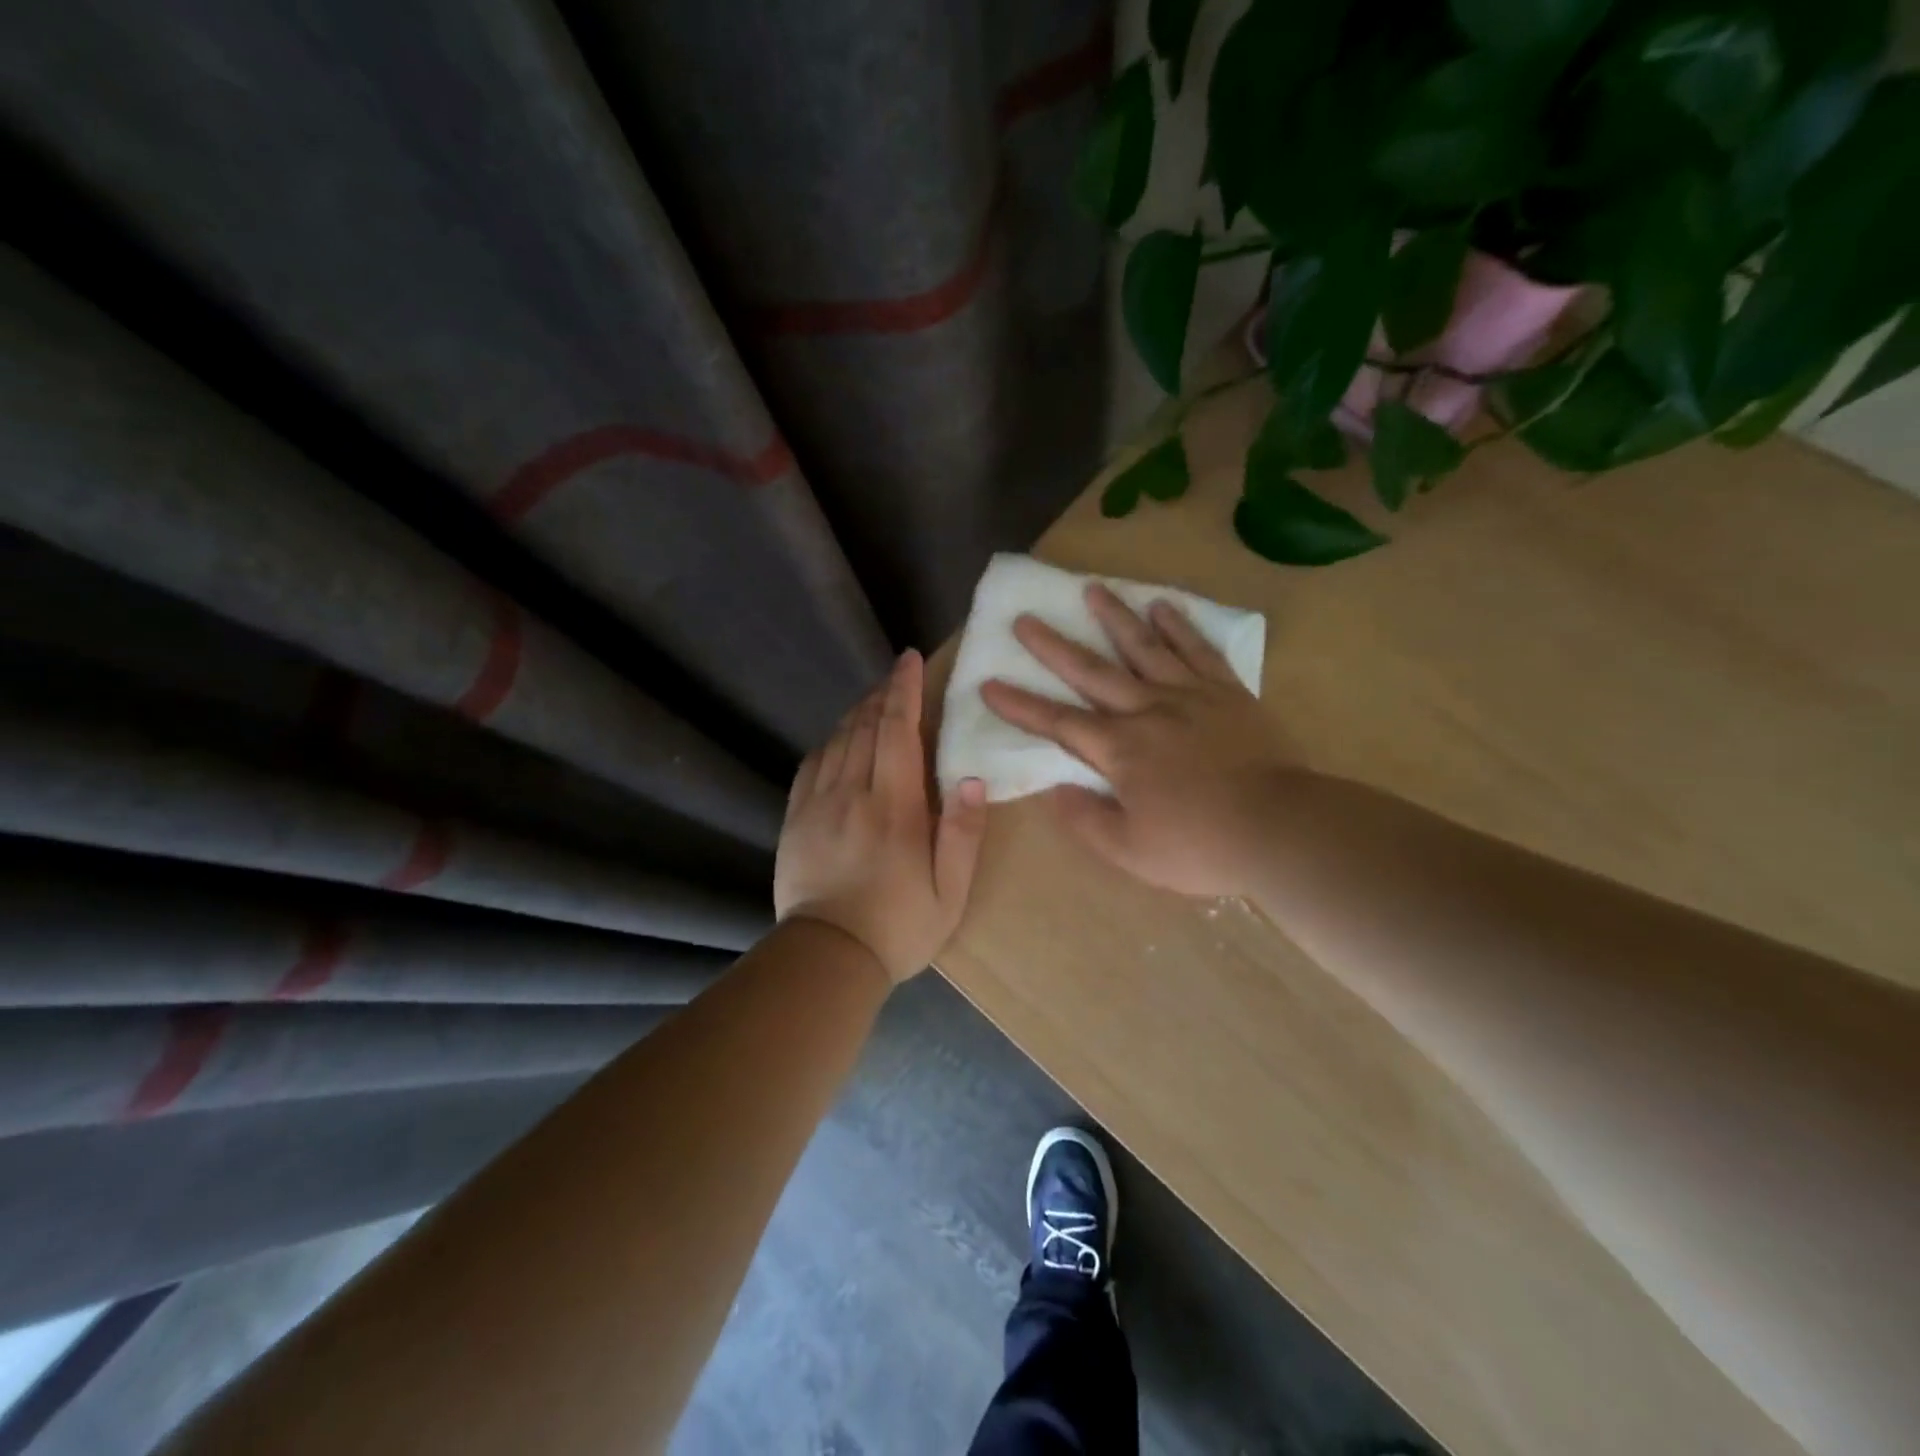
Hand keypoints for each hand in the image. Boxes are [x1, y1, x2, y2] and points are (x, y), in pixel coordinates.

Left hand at [775, 649, 987, 983]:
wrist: (827, 958)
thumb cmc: (899, 926)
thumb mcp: (950, 891)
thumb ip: (962, 832)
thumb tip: (970, 778)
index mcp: (894, 806)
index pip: (897, 730)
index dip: (903, 690)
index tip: (908, 661)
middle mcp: (852, 793)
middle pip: (865, 727)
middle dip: (883, 696)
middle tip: (897, 678)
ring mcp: (818, 805)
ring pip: (837, 741)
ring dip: (857, 715)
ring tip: (874, 703)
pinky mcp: (795, 820)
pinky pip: (811, 765)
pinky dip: (829, 743)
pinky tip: (838, 741)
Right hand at [981, 584, 1298, 897]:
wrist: (1281, 828)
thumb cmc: (1200, 846)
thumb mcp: (1130, 851)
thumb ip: (1085, 819)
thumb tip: (1053, 790)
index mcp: (1120, 750)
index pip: (1058, 722)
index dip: (1020, 705)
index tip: (988, 684)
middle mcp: (1147, 711)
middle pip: (1092, 672)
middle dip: (1053, 647)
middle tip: (1025, 619)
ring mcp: (1190, 696)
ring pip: (1144, 648)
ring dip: (1114, 618)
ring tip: (1092, 589)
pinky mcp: (1227, 692)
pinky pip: (1198, 651)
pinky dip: (1179, 627)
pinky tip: (1162, 607)